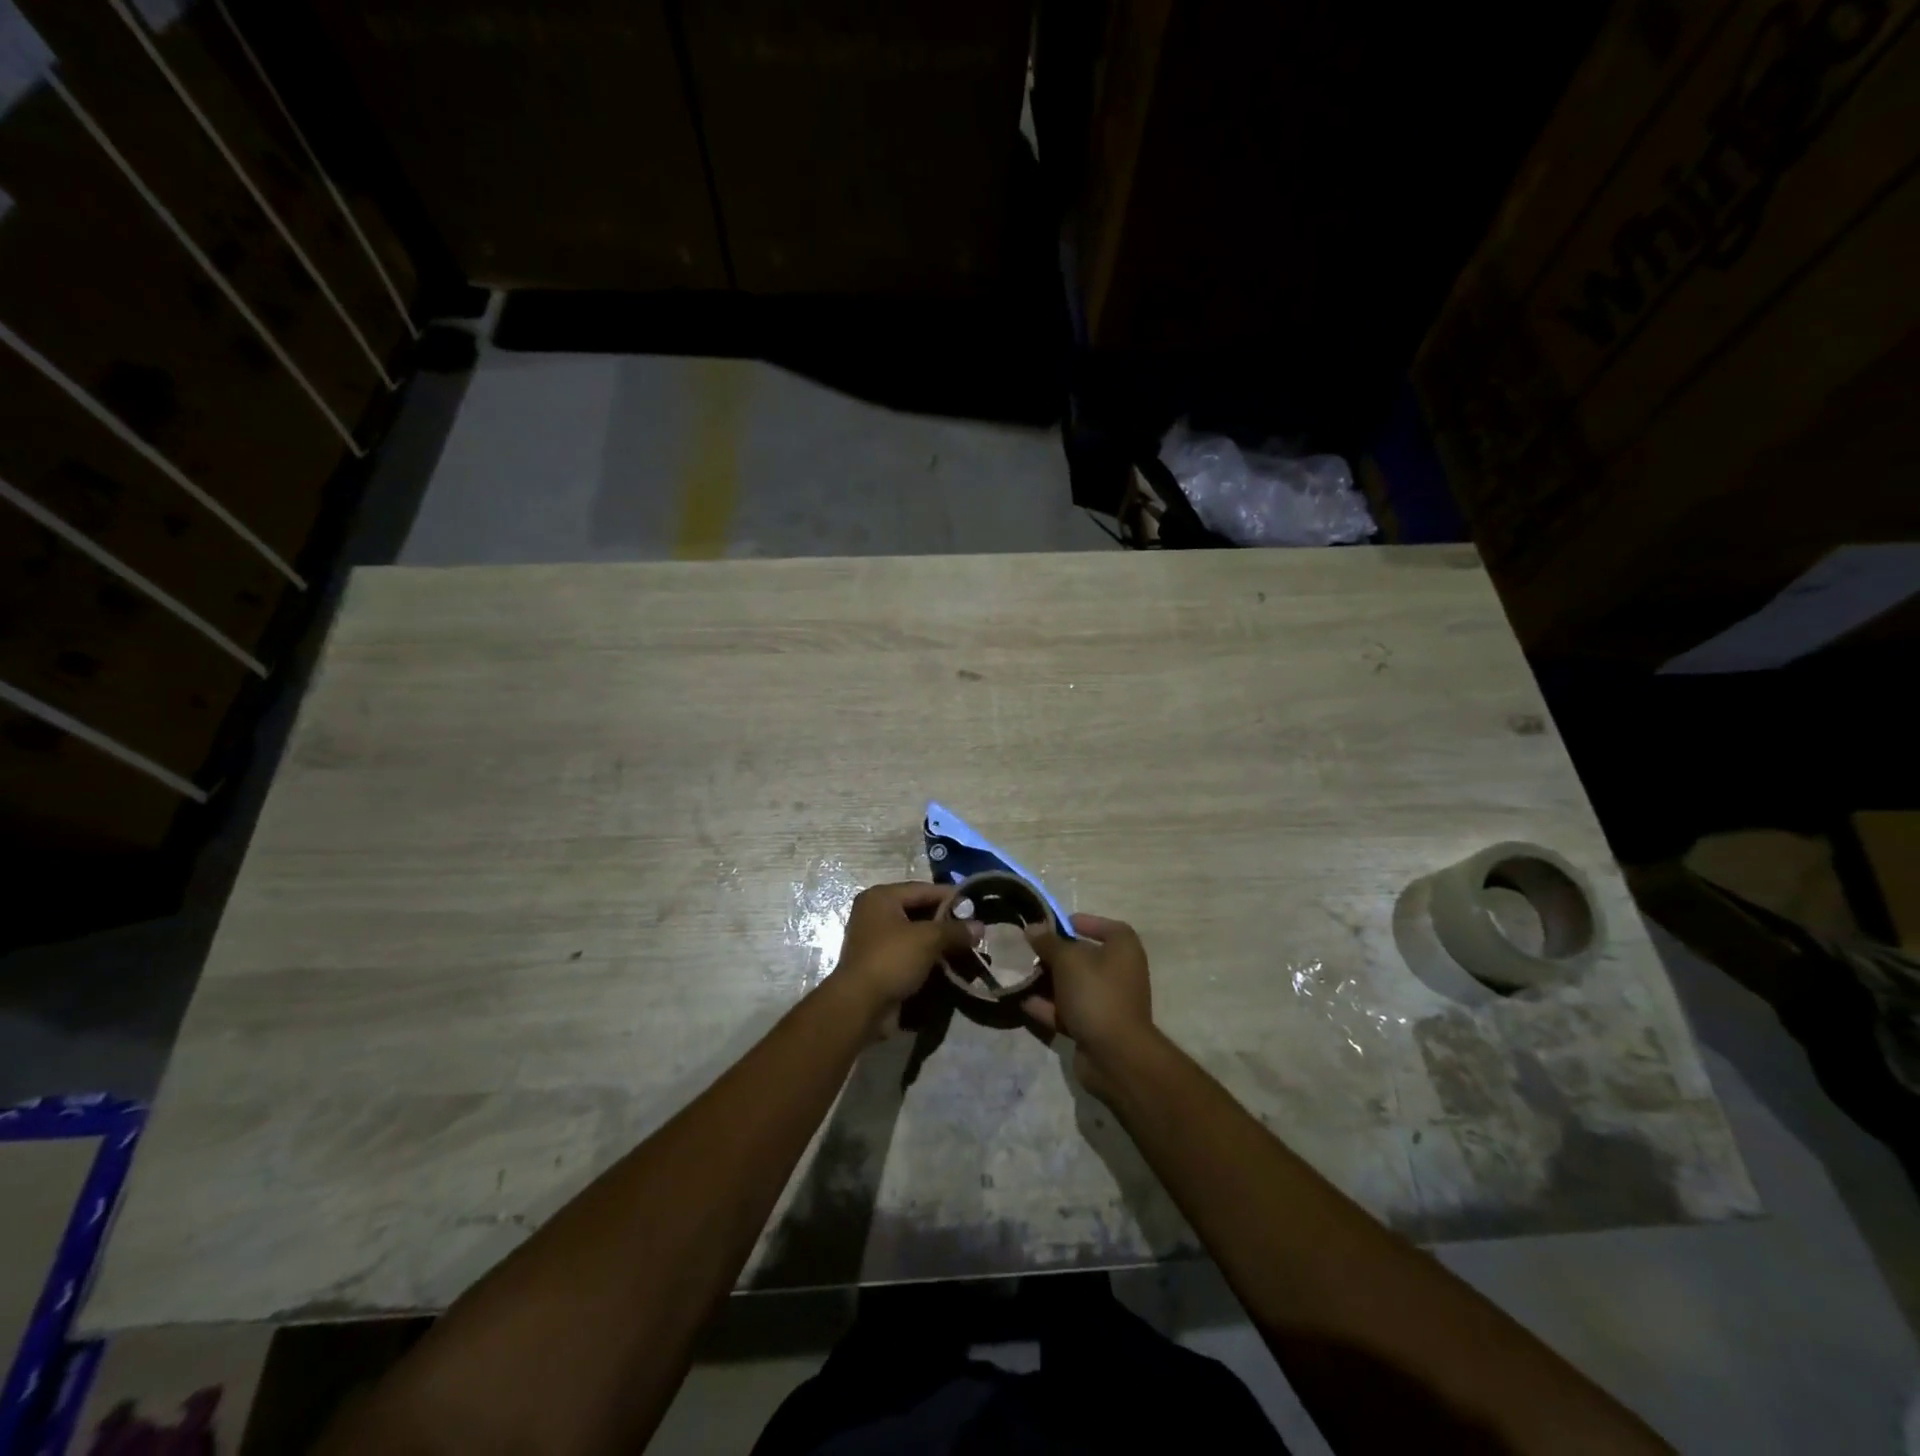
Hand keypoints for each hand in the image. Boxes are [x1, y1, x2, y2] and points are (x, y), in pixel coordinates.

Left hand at [830, 882, 973, 1035]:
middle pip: (919, 910)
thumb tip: (980, 927)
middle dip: (947, 922)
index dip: (951, 897)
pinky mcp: (879, 963)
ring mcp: (875, 939)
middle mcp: (875, 913)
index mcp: (881, 897)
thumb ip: (955, 930)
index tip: (976, 906)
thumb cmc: (892, 960)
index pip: (924, 889)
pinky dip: (928, 957)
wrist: (860, 1006)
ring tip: (966, 949)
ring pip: (916, 934)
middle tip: (973, 931)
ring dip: (939, 942)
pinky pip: (910, 953)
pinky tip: (949, 965)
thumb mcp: (928, 939)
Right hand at [1022, 914, 1156, 1099]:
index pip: (1104, 926)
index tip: (1052, 925)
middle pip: (1084, 956)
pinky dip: (1048, 1006)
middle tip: (1028, 950)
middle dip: (1055, 954)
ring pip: (1073, 984)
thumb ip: (1049, 942)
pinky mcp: (1095, 1026)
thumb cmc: (1096, 993)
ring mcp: (1108, 1001)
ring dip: (1048, 981)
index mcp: (1123, 949)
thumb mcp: (1068, 960)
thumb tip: (1032, 928)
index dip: (1080, 922)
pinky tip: (1022, 1001)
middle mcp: (1119, 972)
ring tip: (1019, 974)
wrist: (1115, 1055)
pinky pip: (1068, 1010)